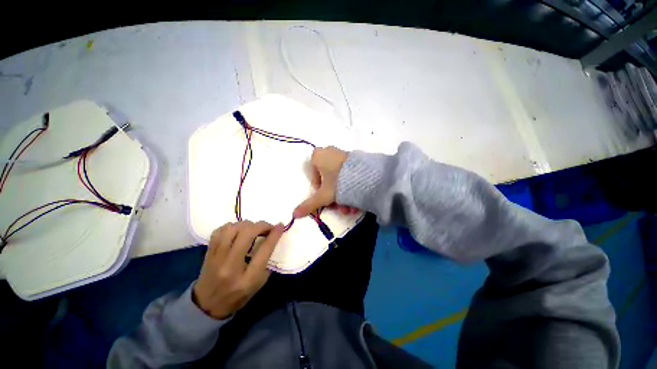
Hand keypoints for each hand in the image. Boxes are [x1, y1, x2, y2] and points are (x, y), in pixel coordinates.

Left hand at [193, 221, 283, 318]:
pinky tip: (238, 231)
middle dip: (261, 226)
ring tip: (252, 229)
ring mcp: (216, 258)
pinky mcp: (208, 253)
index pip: (264, 250)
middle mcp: (230, 266)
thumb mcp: (258, 283)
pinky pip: (220, 231)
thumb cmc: (237, 296)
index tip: (280, 225)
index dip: (274, 234)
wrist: (207, 306)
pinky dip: (232, 226)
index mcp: (247, 279)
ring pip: (232, 229)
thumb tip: (272, 238)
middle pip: (247, 234)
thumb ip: (266, 261)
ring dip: (247, 225)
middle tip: (267, 228)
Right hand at [293, 146, 358, 218]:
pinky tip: (356, 202)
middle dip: (333, 197)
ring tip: (350, 209)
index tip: (326, 198)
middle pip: (328, 179)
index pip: (314, 175)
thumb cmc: (338, 182)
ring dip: (343, 196)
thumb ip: (309, 205)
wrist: (366, 175)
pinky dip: (351, 188)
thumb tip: (294, 214)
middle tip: (340, 208)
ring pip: (339, 179)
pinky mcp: (356, 160)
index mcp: (318, 156)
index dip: (319, 189)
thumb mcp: (323, 196)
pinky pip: (349, 175)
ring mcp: (343, 155)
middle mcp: (330, 152)